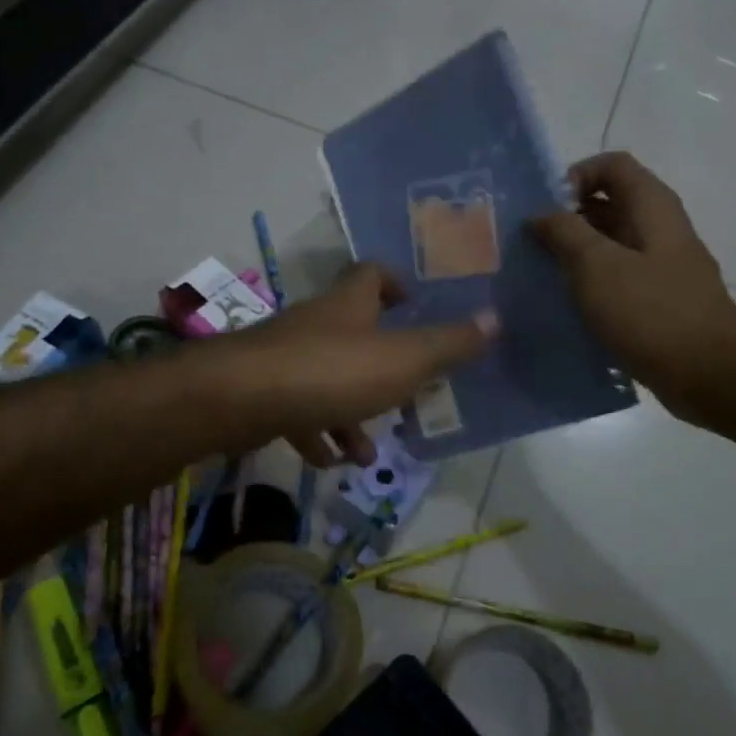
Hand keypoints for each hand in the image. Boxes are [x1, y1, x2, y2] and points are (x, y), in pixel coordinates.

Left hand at [222, 262, 496, 468]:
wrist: (240, 399)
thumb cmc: (332, 371)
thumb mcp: (404, 359)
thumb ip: (449, 343)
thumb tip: (495, 318)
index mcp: (349, 305)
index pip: (371, 274)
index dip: (394, 283)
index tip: (412, 305)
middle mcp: (315, 323)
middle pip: (352, 332)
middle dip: (381, 365)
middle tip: (406, 394)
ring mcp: (285, 357)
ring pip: (326, 379)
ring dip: (350, 413)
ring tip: (368, 454)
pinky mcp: (263, 391)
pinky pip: (297, 409)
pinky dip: (316, 433)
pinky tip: (328, 461)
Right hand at [529, 152, 735, 432]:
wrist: (711, 375)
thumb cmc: (651, 312)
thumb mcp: (596, 266)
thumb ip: (564, 232)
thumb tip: (540, 214)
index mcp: (652, 207)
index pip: (612, 165)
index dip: (575, 176)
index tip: (546, 210)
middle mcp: (659, 229)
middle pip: (608, 204)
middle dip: (566, 218)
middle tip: (530, 245)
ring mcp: (661, 267)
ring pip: (609, 244)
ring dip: (574, 254)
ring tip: (539, 276)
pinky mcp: (658, 301)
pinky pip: (617, 279)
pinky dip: (590, 285)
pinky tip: (565, 307)